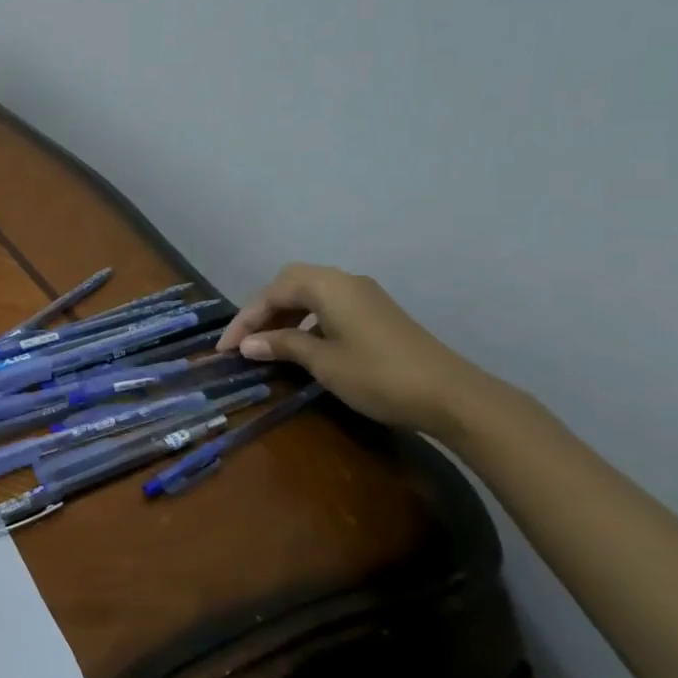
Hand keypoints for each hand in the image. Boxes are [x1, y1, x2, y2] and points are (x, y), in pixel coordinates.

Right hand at [216, 265, 488, 437]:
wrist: (453, 396)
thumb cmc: (378, 375)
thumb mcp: (323, 363)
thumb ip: (283, 346)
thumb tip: (249, 344)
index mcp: (327, 285)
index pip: (271, 293)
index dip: (244, 320)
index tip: (225, 349)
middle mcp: (344, 281)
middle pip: (289, 284)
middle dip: (262, 310)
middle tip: (246, 340)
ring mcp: (364, 295)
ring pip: (310, 294)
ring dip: (284, 315)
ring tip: (267, 343)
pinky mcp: (377, 313)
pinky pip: (329, 305)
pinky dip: (307, 319)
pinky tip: (302, 344)